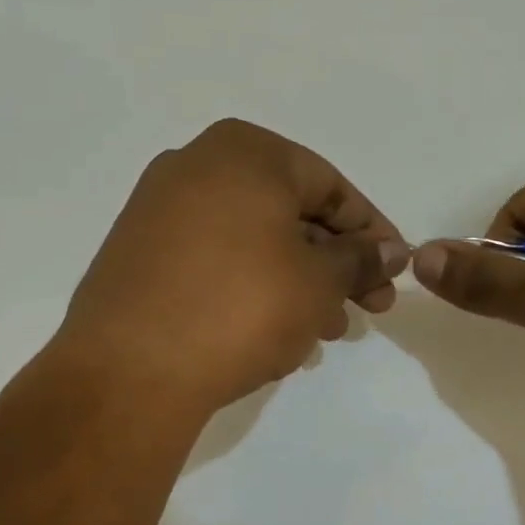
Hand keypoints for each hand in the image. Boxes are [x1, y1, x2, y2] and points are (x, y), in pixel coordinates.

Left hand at [52, 119, 408, 411]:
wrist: (130, 371)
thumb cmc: (242, 307)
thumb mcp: (320, 281)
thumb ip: (362, 259)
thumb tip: (392, 251)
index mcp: (245, 153)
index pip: (330, 186)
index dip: (371, 231)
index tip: (394, 270)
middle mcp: (196, 166)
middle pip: (290, 213)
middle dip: (336, 263)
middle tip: (369, 308)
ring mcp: (159, 210)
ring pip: (254, 240)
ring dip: (299, 281)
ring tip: (327, 330)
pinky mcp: (138, 254)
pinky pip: (215, 260)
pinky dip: (253, 286)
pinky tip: (276, 330)